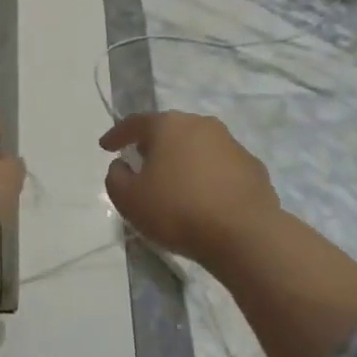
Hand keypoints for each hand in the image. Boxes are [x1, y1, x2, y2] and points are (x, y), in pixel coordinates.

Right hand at [100, 112, 282, 269]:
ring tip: (174, 182)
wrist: (244, 233)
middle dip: (153, 144)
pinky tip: (205, 197)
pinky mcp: (252, 165)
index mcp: (168, 125)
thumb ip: (116, 177)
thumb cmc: (178, 211)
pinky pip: (220, 166)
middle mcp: (201, 124)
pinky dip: (208, 175)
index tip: (105, 147)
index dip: (116, 135)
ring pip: (197, 146)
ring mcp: (231, 143)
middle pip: (169, 130)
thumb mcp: (129, 200)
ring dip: (183, 159)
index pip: (135, 124)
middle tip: (141, 161)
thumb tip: (122, 165)